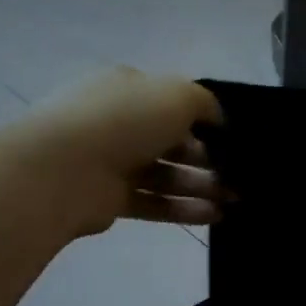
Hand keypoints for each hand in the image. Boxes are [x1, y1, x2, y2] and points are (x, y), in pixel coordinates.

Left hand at [14, 69, 227, 236]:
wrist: (65, 169)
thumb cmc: (124, 121)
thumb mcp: (177, 95)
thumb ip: (205, 103)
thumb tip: (218, 118)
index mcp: (128, 89)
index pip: (171, 102)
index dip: (203, 120)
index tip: (231, 139)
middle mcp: (118, 123)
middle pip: (172, 142)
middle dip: (209, 159)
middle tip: (239, 175)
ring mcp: (111, 162)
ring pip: (167, 175)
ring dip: (202, 187)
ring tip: (235, 200)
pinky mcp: (111, 199)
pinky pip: (155, 202)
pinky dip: (185, 209)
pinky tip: (215, 217)